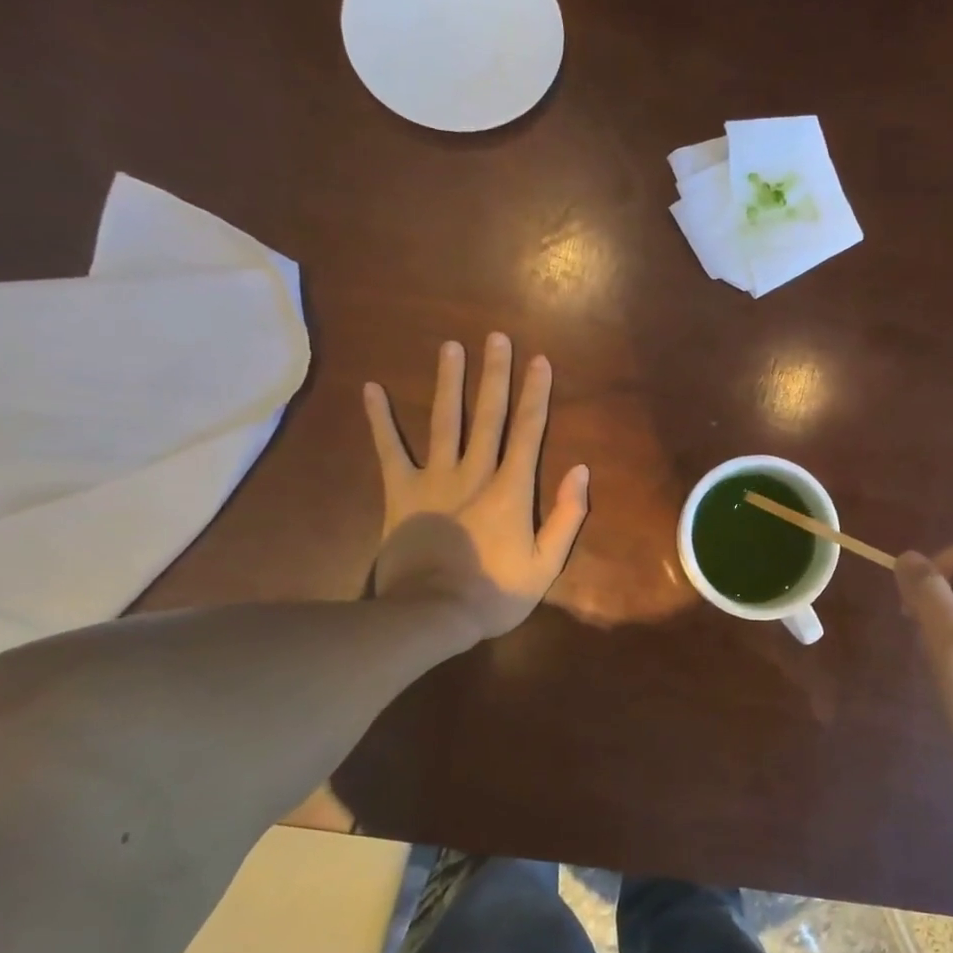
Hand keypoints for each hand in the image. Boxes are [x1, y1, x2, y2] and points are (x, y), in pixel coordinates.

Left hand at [364, 334, 589, 639]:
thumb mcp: (545, 564)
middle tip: (497, 338)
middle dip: (495, 375)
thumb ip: (567, 516)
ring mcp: (435, 479)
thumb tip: (580, 470)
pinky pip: (390, 449)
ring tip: (451, 346)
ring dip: (450, 382)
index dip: (535, 395)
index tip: (539, 361)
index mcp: (511, 490)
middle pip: (488, 415)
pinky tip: (372, 388)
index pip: (528, 432)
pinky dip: (380, 419)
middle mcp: (475, 472)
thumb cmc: (494, 593)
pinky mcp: (401, 491)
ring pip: (445, 421)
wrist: (431, 614)